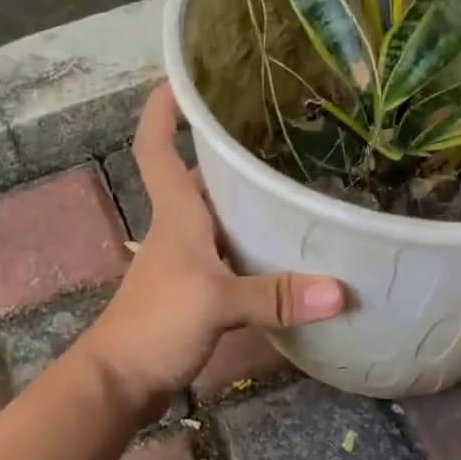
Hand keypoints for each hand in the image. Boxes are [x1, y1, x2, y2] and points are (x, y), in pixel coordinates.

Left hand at [77, 84, 345, 419]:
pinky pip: (229, 256)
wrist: (120, 381)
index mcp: (176, 215)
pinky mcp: (196, 293)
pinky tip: (286, 253)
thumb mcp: (216, 303)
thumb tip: (341, 290)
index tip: (182, 78)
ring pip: (219, 219)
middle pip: (199, 179)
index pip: (156, 147)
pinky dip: (254, 249)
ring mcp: (186, 263)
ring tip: (295, 182)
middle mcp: (179, 230)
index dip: (162, 111)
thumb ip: (275, 295)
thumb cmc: (155, 324)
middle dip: (227, 152)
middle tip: (277, 130)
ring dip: (247, 203)